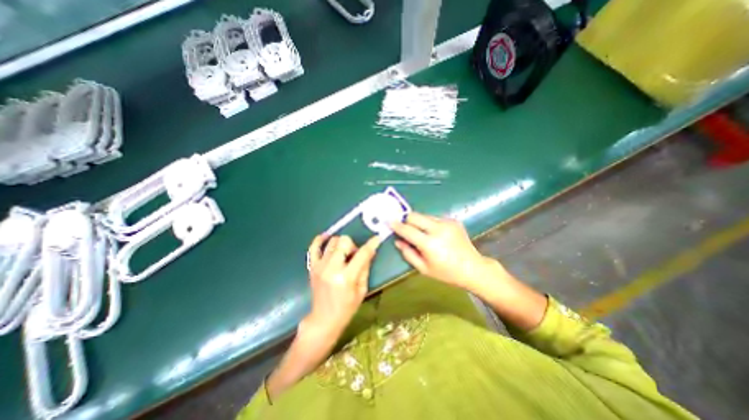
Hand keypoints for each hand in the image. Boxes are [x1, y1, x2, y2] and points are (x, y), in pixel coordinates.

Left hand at [304, 236, 380, 340]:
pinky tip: (326, 237)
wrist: (324, 319)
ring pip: (332, 242)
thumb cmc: (346, 307)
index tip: (377, 238)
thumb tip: (370, 251)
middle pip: (344, 241)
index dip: (371, 244)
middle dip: (353, 245)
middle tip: (354, 255)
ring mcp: (320, 266)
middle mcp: (331, 268)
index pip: (362, 254)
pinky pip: (313, 247)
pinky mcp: (312, 267)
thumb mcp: (362, 290)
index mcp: (346, 277)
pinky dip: (320, 240)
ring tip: (343, 254)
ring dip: (341, 244)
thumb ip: (365, 268)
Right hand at [392, 212, 495, 289]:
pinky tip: (436, 234)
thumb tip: (397, 241)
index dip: (397, 225)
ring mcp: (447, 223)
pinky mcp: (453, 220)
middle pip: (415, 215)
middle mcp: (438, 229)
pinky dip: (430, 224)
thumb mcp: (423, 268)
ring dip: (419, 222)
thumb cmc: (446, 272)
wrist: (473, 268)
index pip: (407, 229)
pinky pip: (435, 218)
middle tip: (405, 228)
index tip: (389, 222)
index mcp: (429, 243)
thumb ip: (408, 253)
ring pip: (424, 215)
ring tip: (423, 234)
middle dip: (406, 220)